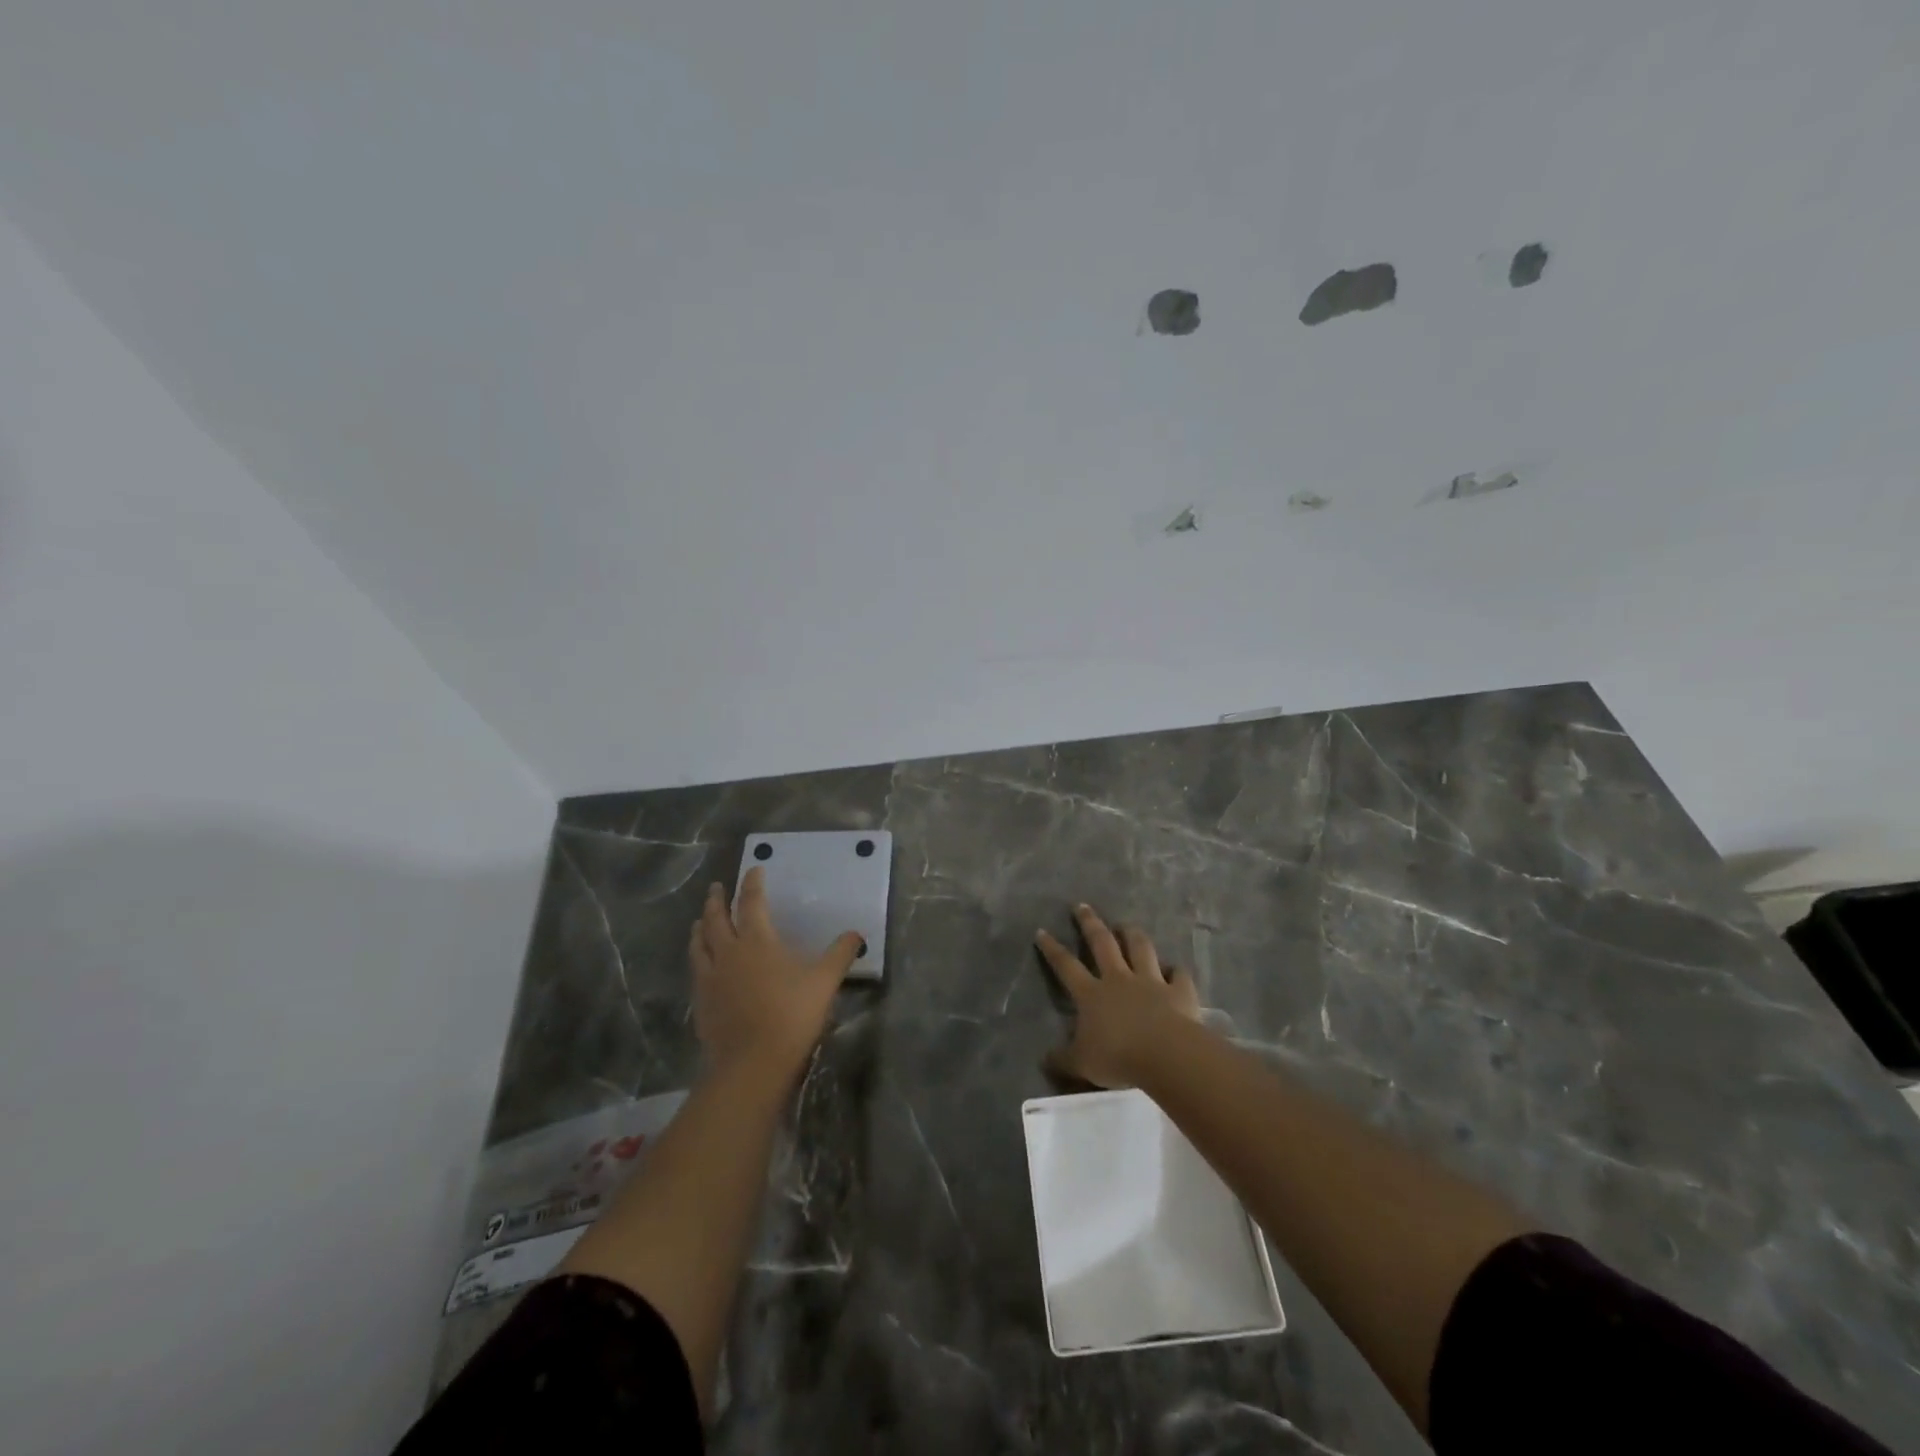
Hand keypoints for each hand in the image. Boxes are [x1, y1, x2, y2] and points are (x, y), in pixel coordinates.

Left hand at [689, 868, 860, 1086]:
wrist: (752, 1064)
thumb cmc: (792, 1015)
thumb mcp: (825, 982)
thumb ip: (840, 954)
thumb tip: (856, 934)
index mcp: (757, 941)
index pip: (752, 902)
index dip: (752, 883)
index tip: (753, 869)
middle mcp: (728, 952)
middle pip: (716, 918)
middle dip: (717, 900)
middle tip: (716, 888)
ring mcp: (710, 978)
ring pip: (699, 943)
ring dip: (701, 927)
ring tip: (701, 920)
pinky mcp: (701, 1002)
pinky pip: (696, 970)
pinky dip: (698, 957)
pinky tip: (702, 964)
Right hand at [1035, 904, 1202, 1087]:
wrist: (1166, 1055)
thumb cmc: (1118, 1057)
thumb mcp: (1082, 1063)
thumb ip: (1063, 1059)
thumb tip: (1044, 1060)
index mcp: (1091, 994)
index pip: (1066, 966)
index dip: (1052, 949)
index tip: (1042, 931)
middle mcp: (1119, 979)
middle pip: (1102, 943)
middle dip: (1090, 923)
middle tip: (1082, 906)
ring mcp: (1150, 982)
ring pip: (1140, 949)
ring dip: (1132, 934)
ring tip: (1126, 925)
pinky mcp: (1179, 991)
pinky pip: (1178, 975)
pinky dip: (1176, 971)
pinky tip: (1176, 969)